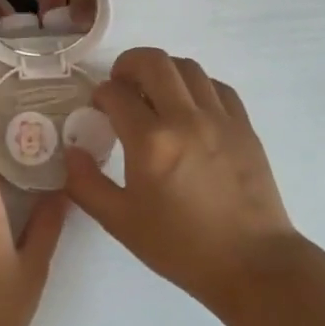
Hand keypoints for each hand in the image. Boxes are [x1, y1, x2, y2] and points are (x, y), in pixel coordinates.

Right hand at [63, 48, 300, 309]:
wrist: (251, 263)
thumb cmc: (180, 246)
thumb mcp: (120, 222)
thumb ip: (85, 183)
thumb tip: (73, 150)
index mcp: (151, 142)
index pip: (115, 93)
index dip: (100, 95)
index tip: (98, 109)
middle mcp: (186, 118)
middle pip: (153, 62)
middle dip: (128, 64)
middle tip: (120, 85)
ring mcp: (220, 119)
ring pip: (188, 67)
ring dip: (163, 72)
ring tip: (154, 94)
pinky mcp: (244, 126)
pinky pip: (217, 87)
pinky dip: (196, 86)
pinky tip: (189, 108)